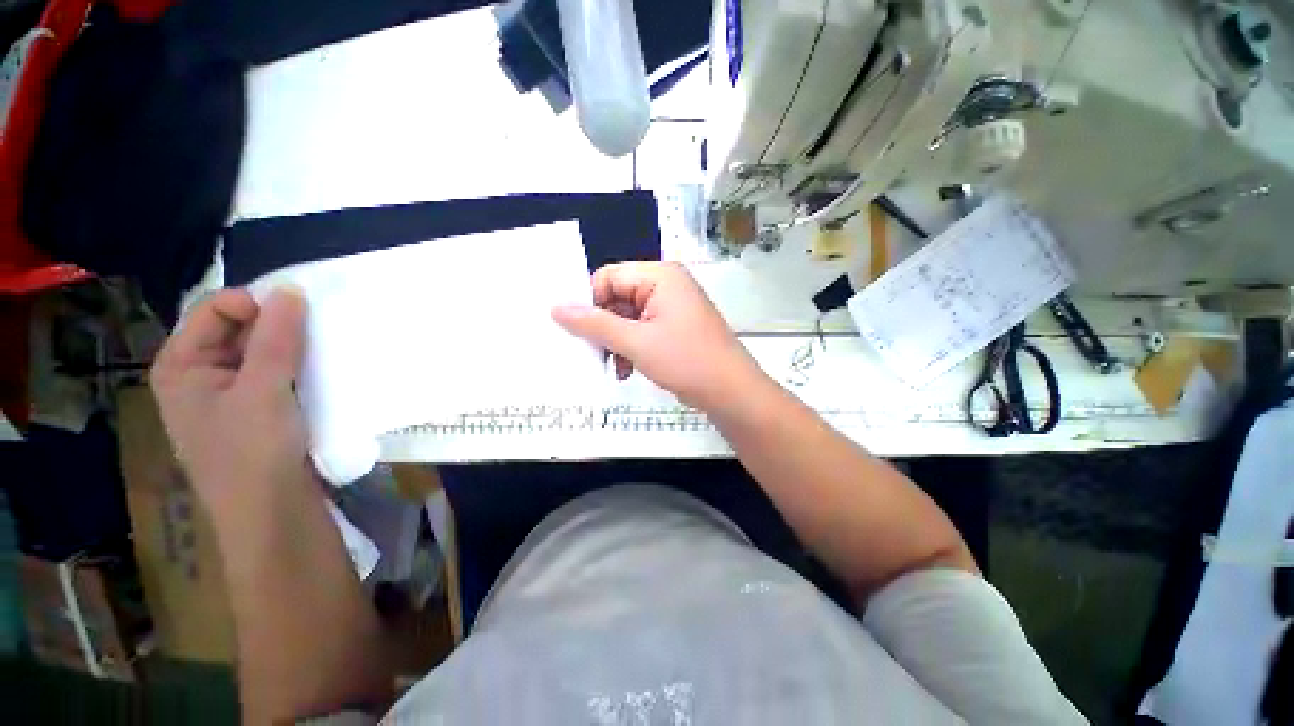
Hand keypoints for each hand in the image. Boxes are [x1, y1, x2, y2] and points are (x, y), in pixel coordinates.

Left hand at [150, 288, 313, 522]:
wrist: (274, 514)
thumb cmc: (253, 453)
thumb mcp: (262, 390)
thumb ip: (275, 337)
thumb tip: (291, 288)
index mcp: (181, 365)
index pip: (216, 310)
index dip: (256, 305)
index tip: (300, 314)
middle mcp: (200, 374)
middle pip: (239, 329)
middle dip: (278, 325)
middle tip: (318, 331)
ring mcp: (230, 394)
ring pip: (262, 352)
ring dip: (293, 347)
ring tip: (324, 350)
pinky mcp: (259, 409)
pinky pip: (277, 373)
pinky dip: (299, 366)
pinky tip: (321, 370)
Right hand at [552, 261, 765, 409]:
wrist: (730, 392)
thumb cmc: (686, 361)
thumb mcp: (636, 342)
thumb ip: (595, 325)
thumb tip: (556, 308)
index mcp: (660, 276)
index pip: (609, 276)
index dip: (590, 301)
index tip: (577, 330)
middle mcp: (666, 285)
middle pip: (618, 297)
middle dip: (604, 327)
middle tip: (593, 353)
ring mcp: (672, 307)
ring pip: (627, 317)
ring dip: (616, 342)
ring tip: (613, 367)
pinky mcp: (675, 327)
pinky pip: (642, 330)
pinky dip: (631, 348)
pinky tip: (627, 370)